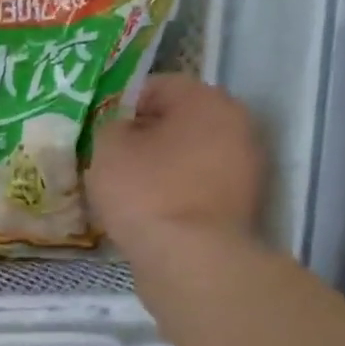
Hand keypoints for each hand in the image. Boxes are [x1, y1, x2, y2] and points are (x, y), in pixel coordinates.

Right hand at [88, 75, 265, 258]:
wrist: (190, 259)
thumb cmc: (147, 192)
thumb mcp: (108, 149)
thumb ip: (110, 128)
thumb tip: (121, 131)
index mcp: (207, 100)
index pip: (159, 86)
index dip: (123, 105)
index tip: (100, 129)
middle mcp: (237, 126)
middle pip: (180, 122)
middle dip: (146, 137)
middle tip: (111, 160)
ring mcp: (244, 169)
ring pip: (189, 157)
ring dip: (161, 168)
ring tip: (126, 191)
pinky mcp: (239, 207)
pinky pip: (197, 189)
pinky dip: (174, 195)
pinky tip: (148, 214)